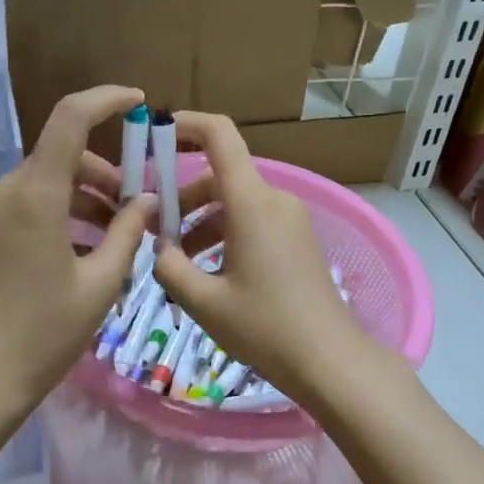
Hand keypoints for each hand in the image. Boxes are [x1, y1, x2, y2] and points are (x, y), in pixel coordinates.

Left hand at [0, 86, 154, 412]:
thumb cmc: (45, 333)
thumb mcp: (101, 282)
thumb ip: (128, 232)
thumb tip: (148, 200)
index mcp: (34, 195)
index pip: (69, 118)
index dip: (106, 101)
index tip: (138, 102)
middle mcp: (4, 190)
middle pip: (63, 156)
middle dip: (106, 174)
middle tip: (138, 210)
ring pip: (47, 182)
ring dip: (86, 198)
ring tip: (117, 239)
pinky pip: (29, 204)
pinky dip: (62, 213)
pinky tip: (85, 251)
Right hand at [154, 112, 375, 405]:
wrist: (329, 359)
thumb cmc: (264, 327)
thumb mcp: (203, 301)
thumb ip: (170, 267)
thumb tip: (160, 249)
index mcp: (252, 202)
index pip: (220, 135)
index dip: (187, 124)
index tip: (156, 134)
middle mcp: (275, 199)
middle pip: (220, 177)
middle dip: (182, 199)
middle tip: (153, 234)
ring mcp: (290, 219)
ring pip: (235, 202)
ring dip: (201, 222)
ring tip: (177, 263)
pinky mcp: (298, 239)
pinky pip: (253, 220)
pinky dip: (225, 234)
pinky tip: (209, 273)